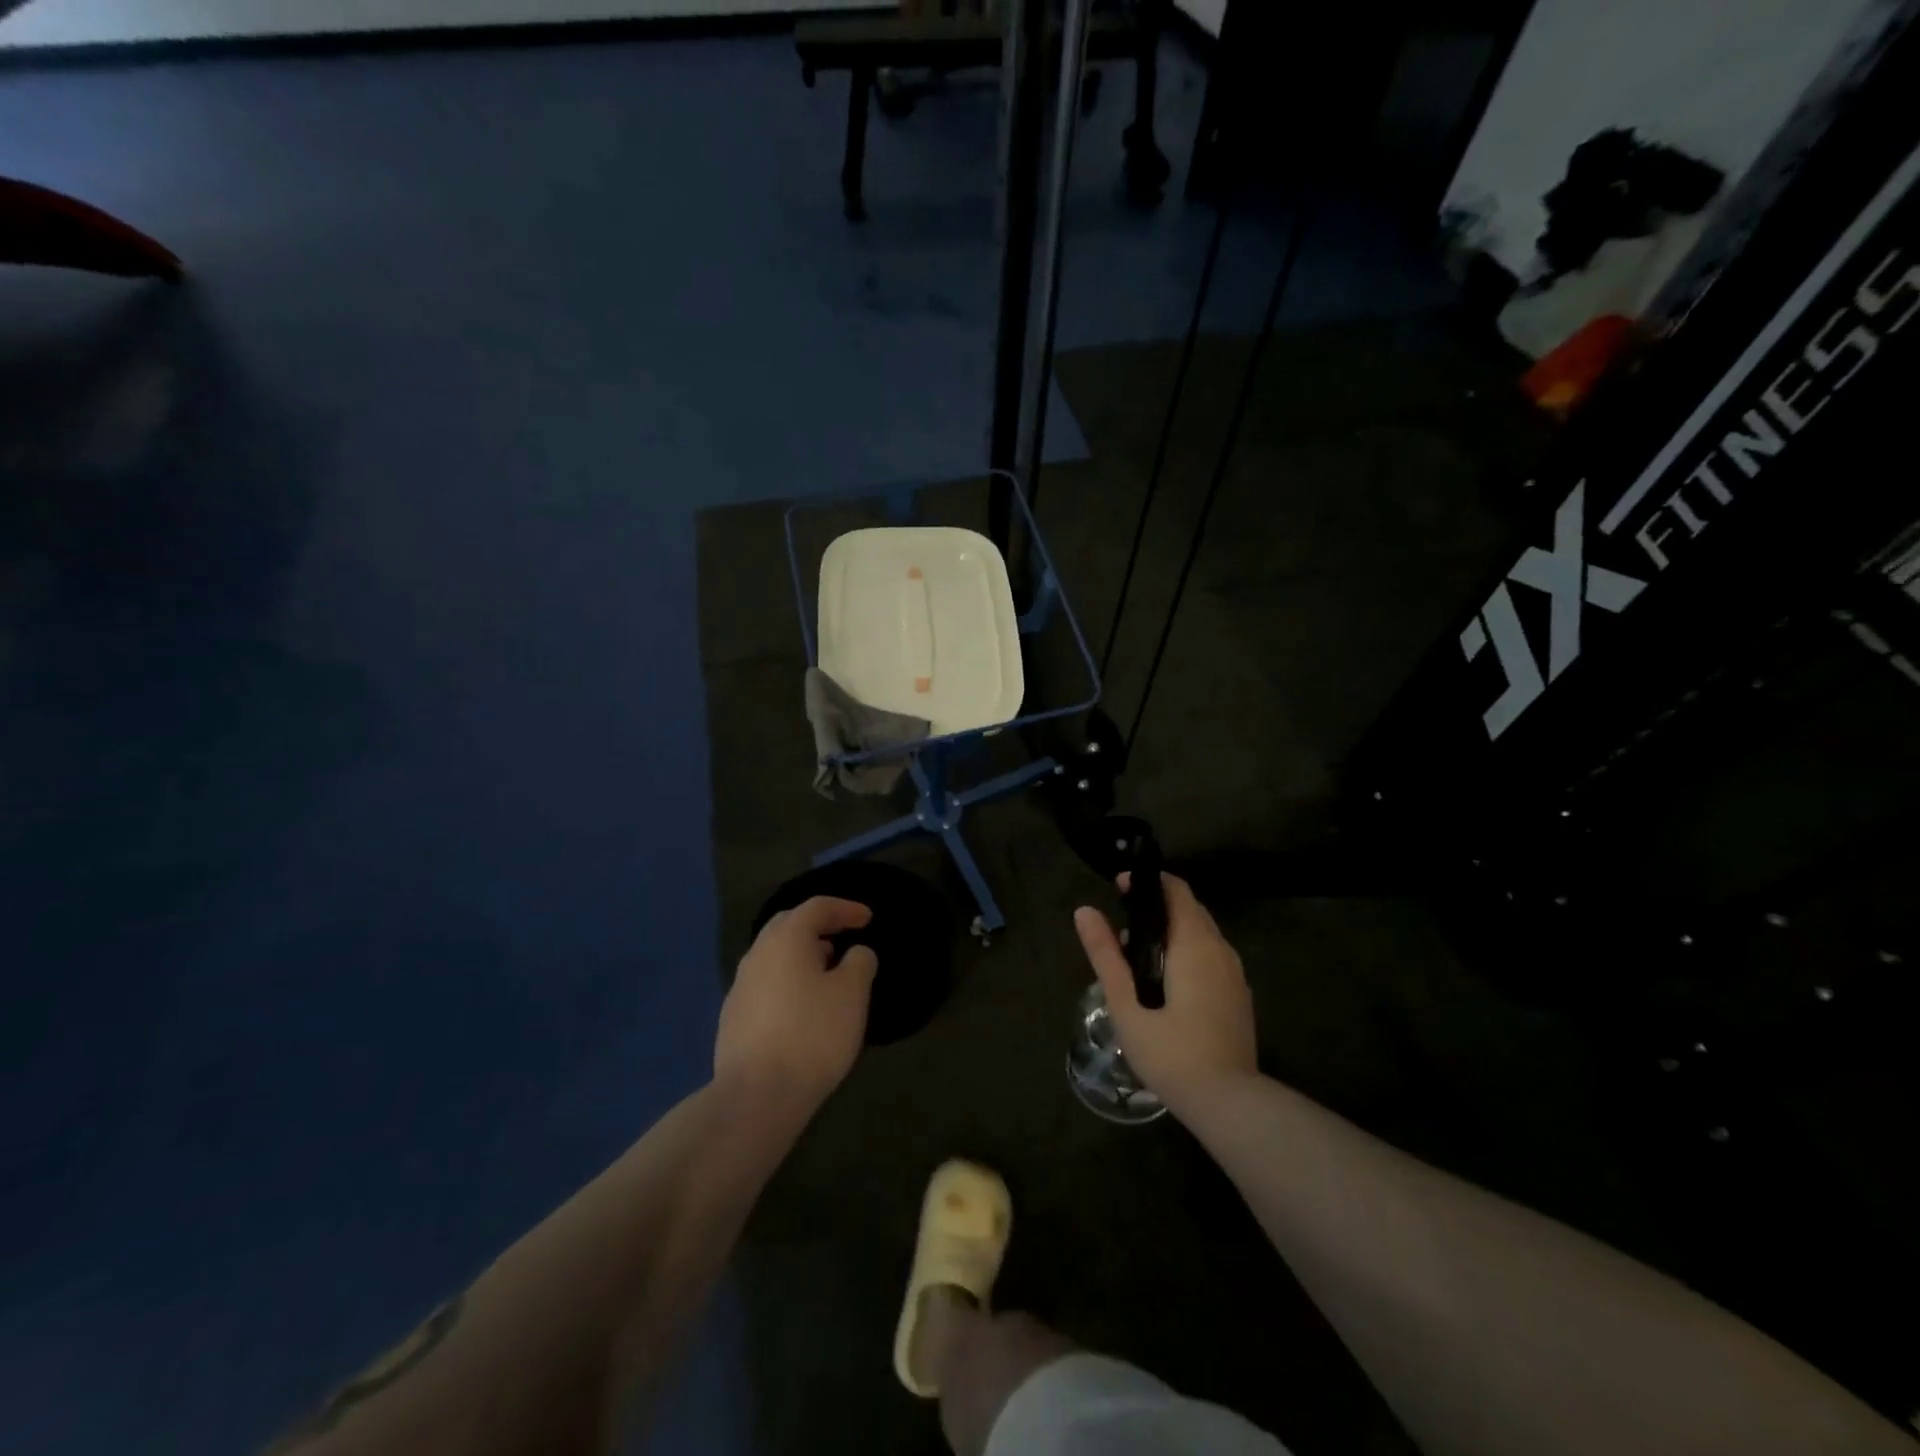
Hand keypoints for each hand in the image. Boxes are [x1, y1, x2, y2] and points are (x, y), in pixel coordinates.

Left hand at [715, 897, 877, 1114]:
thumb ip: (859, 963)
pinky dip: (789, 981)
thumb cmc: (812, 1034)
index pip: (817, 907)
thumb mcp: (852, 994)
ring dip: (802, 954)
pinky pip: (766, 984)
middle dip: (818, 926)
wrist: (756, 1096)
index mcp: (785, 939)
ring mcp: (740, 987)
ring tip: (828, 971)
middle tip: (844, 936)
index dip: (845, 908)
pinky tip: (803, 1006)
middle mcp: (757, 954)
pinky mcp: (733, 1018)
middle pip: (789, 925)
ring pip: (775, 955)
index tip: (868, 918)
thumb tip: (855, 952)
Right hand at [1073, 873, 1256, 1113]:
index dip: (1147, 882)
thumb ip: (1106, 954)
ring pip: (1202, 935)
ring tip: (1136, 961)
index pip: (1176, 890)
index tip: (1118, 889)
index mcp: (1194, 943)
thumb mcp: (1126, 1004)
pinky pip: (1212, 958)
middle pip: (1189, 910)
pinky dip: (1187, 954)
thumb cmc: (1171, 1051)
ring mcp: (1235, 974)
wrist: (1229, 1103)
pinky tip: (1166, 986)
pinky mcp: (1239, 997)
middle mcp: (1221, 949)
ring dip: (1171, 933)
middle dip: (1155, 909)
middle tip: (1121, 931)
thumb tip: (1084, 911)